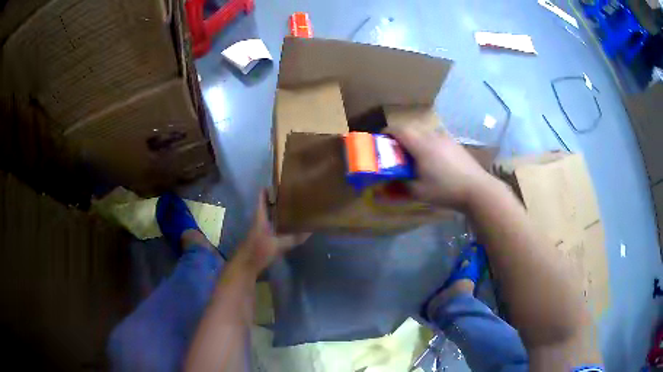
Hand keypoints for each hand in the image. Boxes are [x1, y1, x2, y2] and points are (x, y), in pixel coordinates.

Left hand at [235, 192, 310, 274]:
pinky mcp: (262, 237)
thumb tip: (310, 231)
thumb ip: (294, 238)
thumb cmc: (259, 251)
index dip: (269, 188)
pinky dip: (278, 220)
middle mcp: (259, 220)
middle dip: (278, 198)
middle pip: (267, 204)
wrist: (245, 266)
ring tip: (293, 206)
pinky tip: (288, 224)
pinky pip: (271, 223)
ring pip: (269, 214)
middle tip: (293, 193)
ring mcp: (259, 228)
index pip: (262, 196)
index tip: (281, 181)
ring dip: (278, 209)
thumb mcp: (278, 245)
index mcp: (260, 217)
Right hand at [387, 127, 494, 210]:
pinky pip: (435, 137)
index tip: (380, 141)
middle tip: (395, 151)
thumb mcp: (419, 192)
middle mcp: (432, 136)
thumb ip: (399, 187)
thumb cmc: (445, 189)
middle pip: (410, 128)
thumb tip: (382, 189)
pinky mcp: (454, 143)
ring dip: (414, 139)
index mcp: (420, 145)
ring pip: (424, 132)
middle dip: (399, 136)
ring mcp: (445, 138)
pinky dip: (427, 143)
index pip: (398, 129)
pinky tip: (432, 159)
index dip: (386, 132)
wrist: (477, 188)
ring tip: (413, 156)